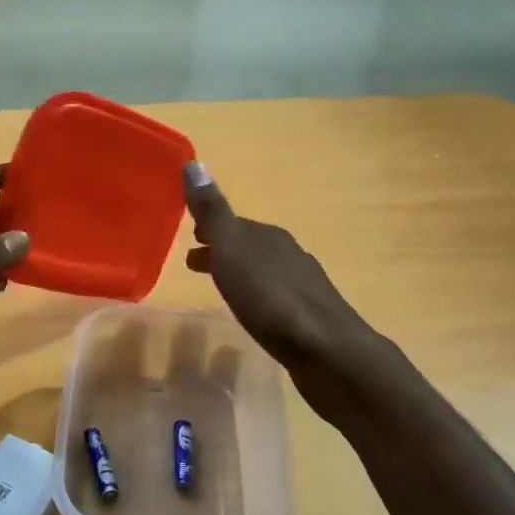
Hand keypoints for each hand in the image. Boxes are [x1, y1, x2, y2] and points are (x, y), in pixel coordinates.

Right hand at [182, 162, 370, 368]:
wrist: (326, 350)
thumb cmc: (271, 298)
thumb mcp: (233, 250)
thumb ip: (212, 212)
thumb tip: (193, 163)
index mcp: (268, 236)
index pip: (234, 223)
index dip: (210, 228)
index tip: (188, 238)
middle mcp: (288, 254)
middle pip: (248, 245)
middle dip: (222, 249)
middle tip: (194, 263)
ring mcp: (303, 286)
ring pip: (262, 270)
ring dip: (238, 273)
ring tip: (219, 290)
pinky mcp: (309, 317)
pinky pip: (274, 296)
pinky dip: (256, 296)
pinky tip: (253, 313)